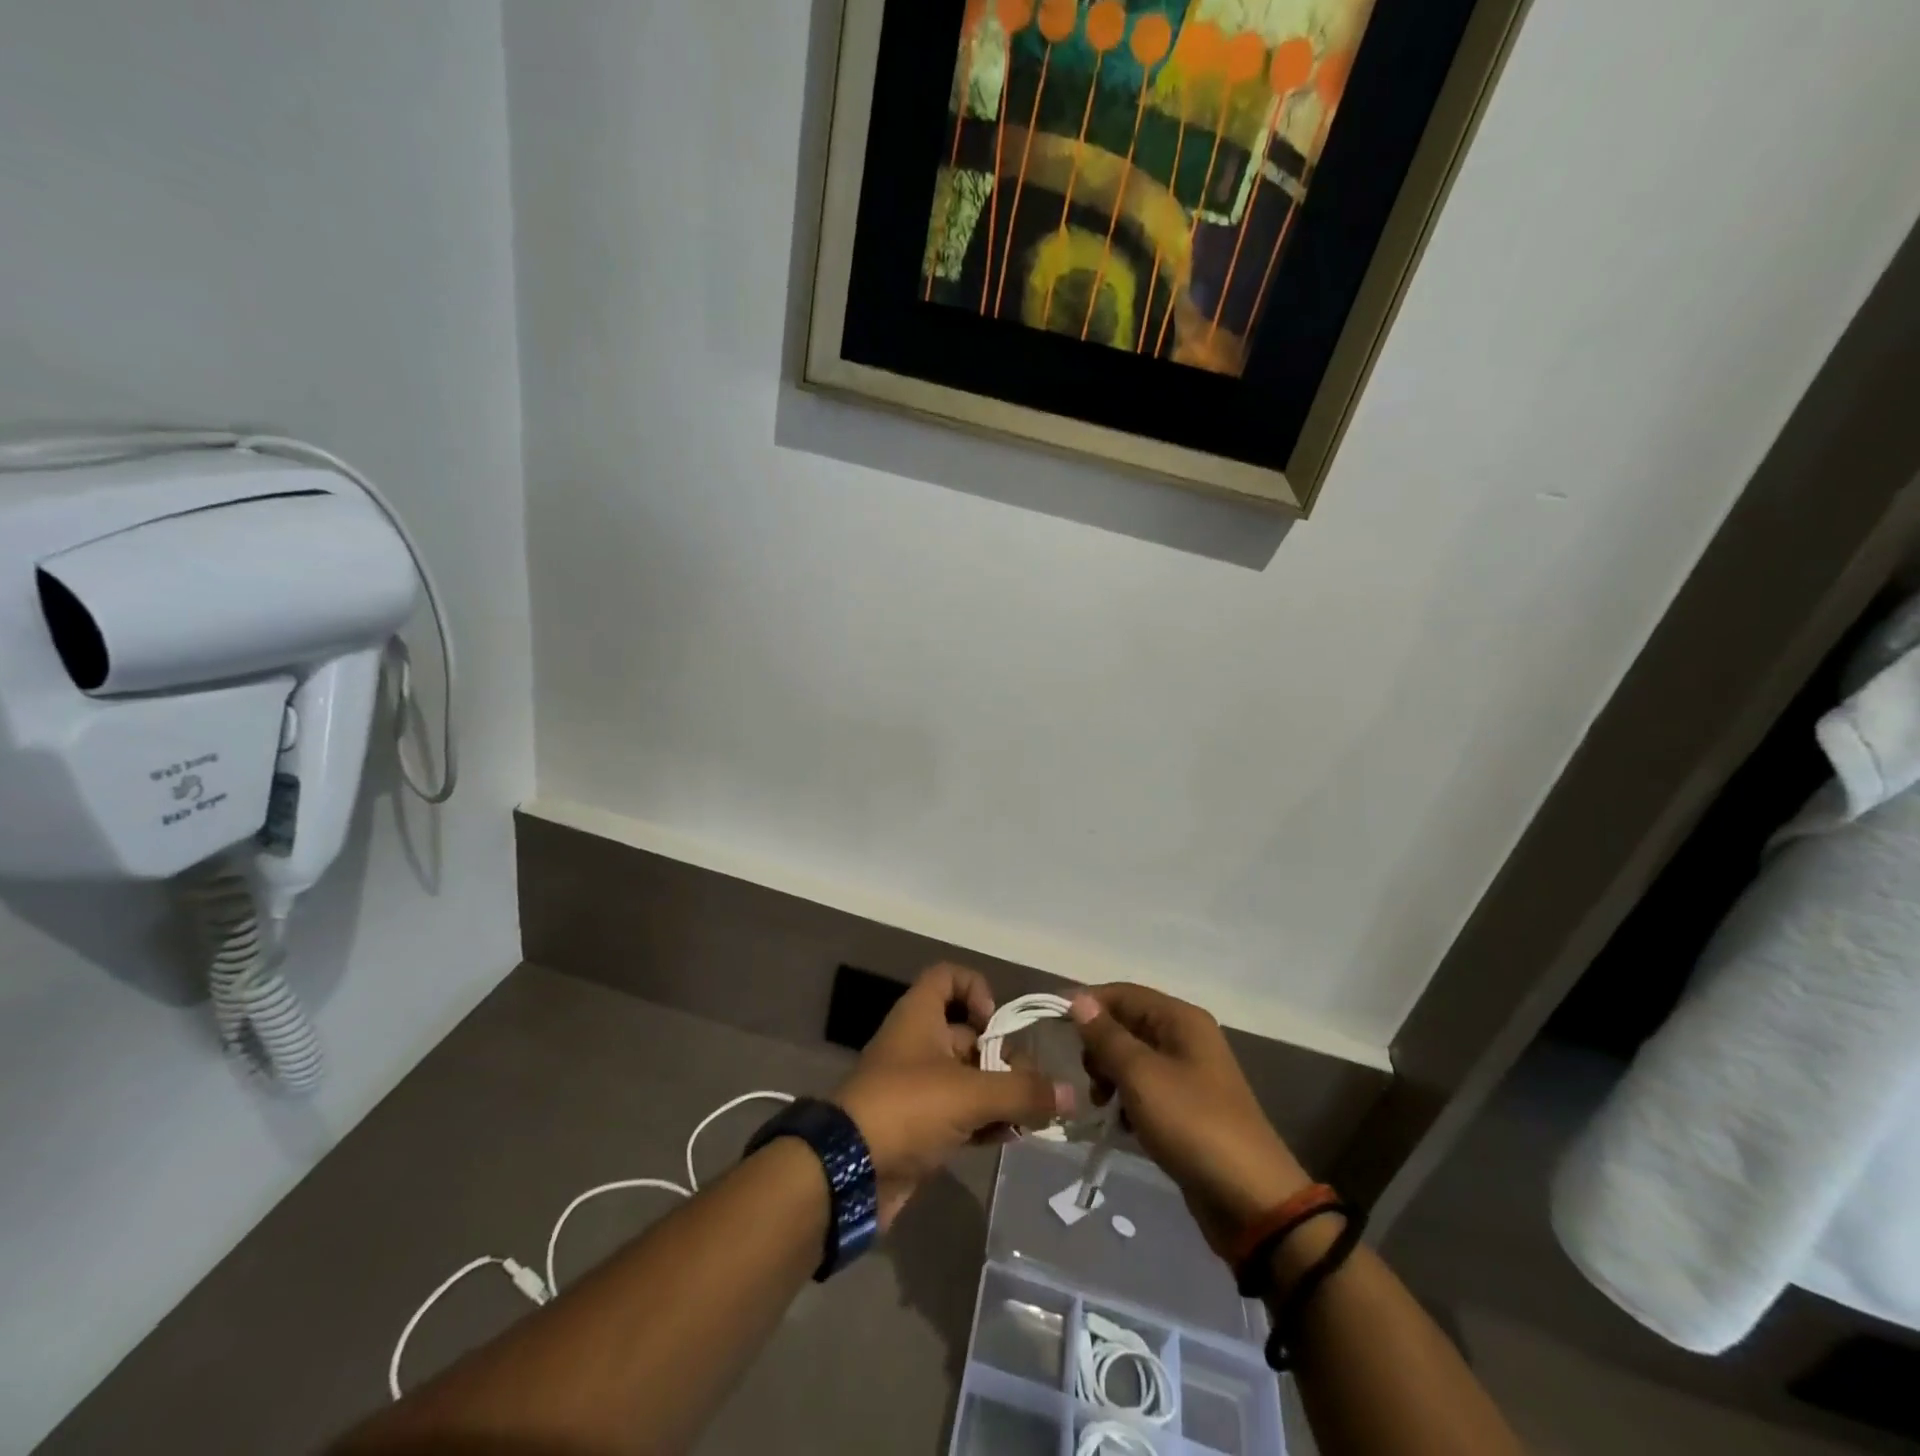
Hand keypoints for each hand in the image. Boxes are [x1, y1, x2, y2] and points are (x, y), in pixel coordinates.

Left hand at [835, 965, 1069, 1227]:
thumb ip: (1023, 1092)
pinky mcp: (920, 1126)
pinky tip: (1012, 1137)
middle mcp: (919, 1044)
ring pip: (969, 1077)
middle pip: (969, 1034)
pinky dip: (986, 1121)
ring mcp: (918, 1086)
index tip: (995, 1023)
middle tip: (1031, 1085)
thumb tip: (1072, 1094)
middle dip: (1004, 1056)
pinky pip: (962, 1113)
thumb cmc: (907, 1108)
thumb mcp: (970, 1093)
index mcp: (920, 1016)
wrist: (850, 1173)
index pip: (948, 976)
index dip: (976, 988)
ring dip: (1001, 1093)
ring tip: (1033, 1116)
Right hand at [1071, 984, 1310, 1257]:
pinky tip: (1122, 1126)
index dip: (1087, 1004)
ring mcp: (1189, 1074)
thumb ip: (1107, 1037)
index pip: (1123, 993)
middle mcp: (1186, 1038)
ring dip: (1110, 1076)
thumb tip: (1079, 1001)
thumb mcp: (1141, 1076)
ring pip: (1133, 1059)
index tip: (1053, 1026)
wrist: (1251, 1200)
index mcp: (1180, 1019)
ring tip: (1101, 1104)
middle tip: (1089, 1077)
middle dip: (1099, 1046)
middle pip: (1127, 1024)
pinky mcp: (1187, 1109)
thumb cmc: (1192, 1125)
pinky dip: (1128, 1101)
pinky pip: (1145, 1090)